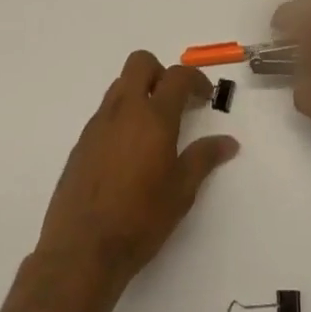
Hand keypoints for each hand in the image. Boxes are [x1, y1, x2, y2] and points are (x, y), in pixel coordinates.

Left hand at [36, 51, 239, 294]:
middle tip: (175, 102)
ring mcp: (98, 123)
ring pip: (120, 85)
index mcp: (153, 117)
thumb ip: (204, 159)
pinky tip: (129, 152)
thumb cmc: (140, 219)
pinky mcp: (81, 142)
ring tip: (153, 129)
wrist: (82, 249)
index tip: (204, 98)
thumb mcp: (181, 191)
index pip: (177, 76)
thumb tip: (228, 142)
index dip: (196, 80)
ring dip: (139, 92)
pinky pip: (105, 112)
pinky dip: (122, 116)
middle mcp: (123, 110)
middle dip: (161, 73)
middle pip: (140, 63)